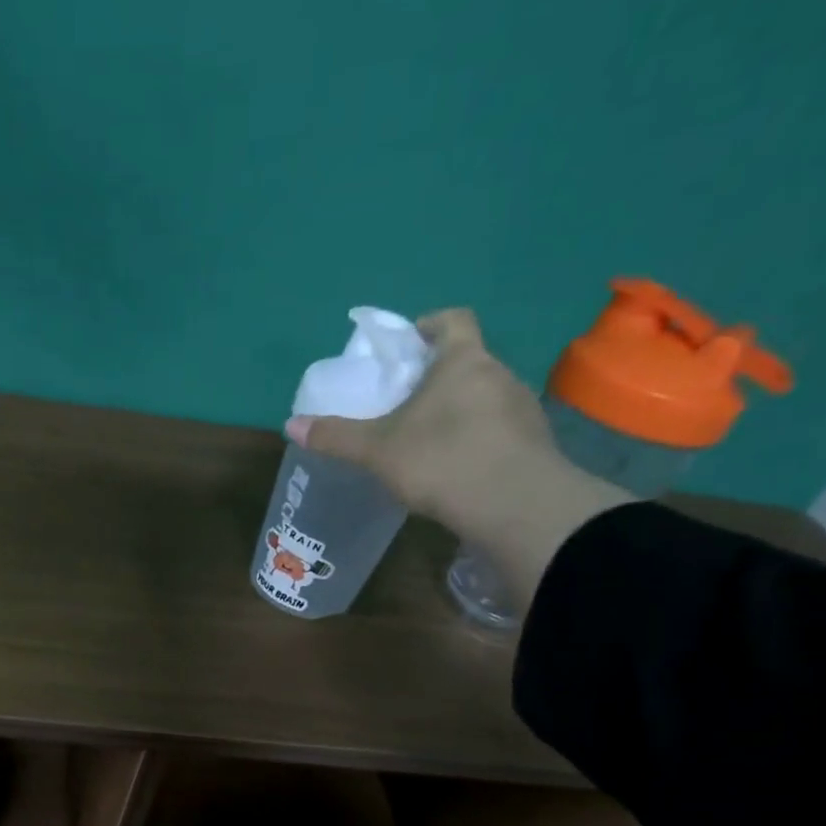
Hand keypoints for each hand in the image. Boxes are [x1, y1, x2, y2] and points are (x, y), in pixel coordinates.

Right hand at [286, 308, 560, 531]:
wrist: (515, 504)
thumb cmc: (442, 460)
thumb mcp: (378, 450)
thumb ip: (337, 437)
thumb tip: (291, 425)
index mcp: (462, 361)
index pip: (452, 320)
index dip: (428, 326)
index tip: (407, 345)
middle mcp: (499, 373)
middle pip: (466, 361)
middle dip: (437, 377)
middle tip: (404, 404)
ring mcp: (522, 408)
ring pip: (483, 397)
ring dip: (458, 411)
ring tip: (428, 442)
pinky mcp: (534, 443)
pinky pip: (498, 430)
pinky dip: (477, 440)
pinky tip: (456, 469)